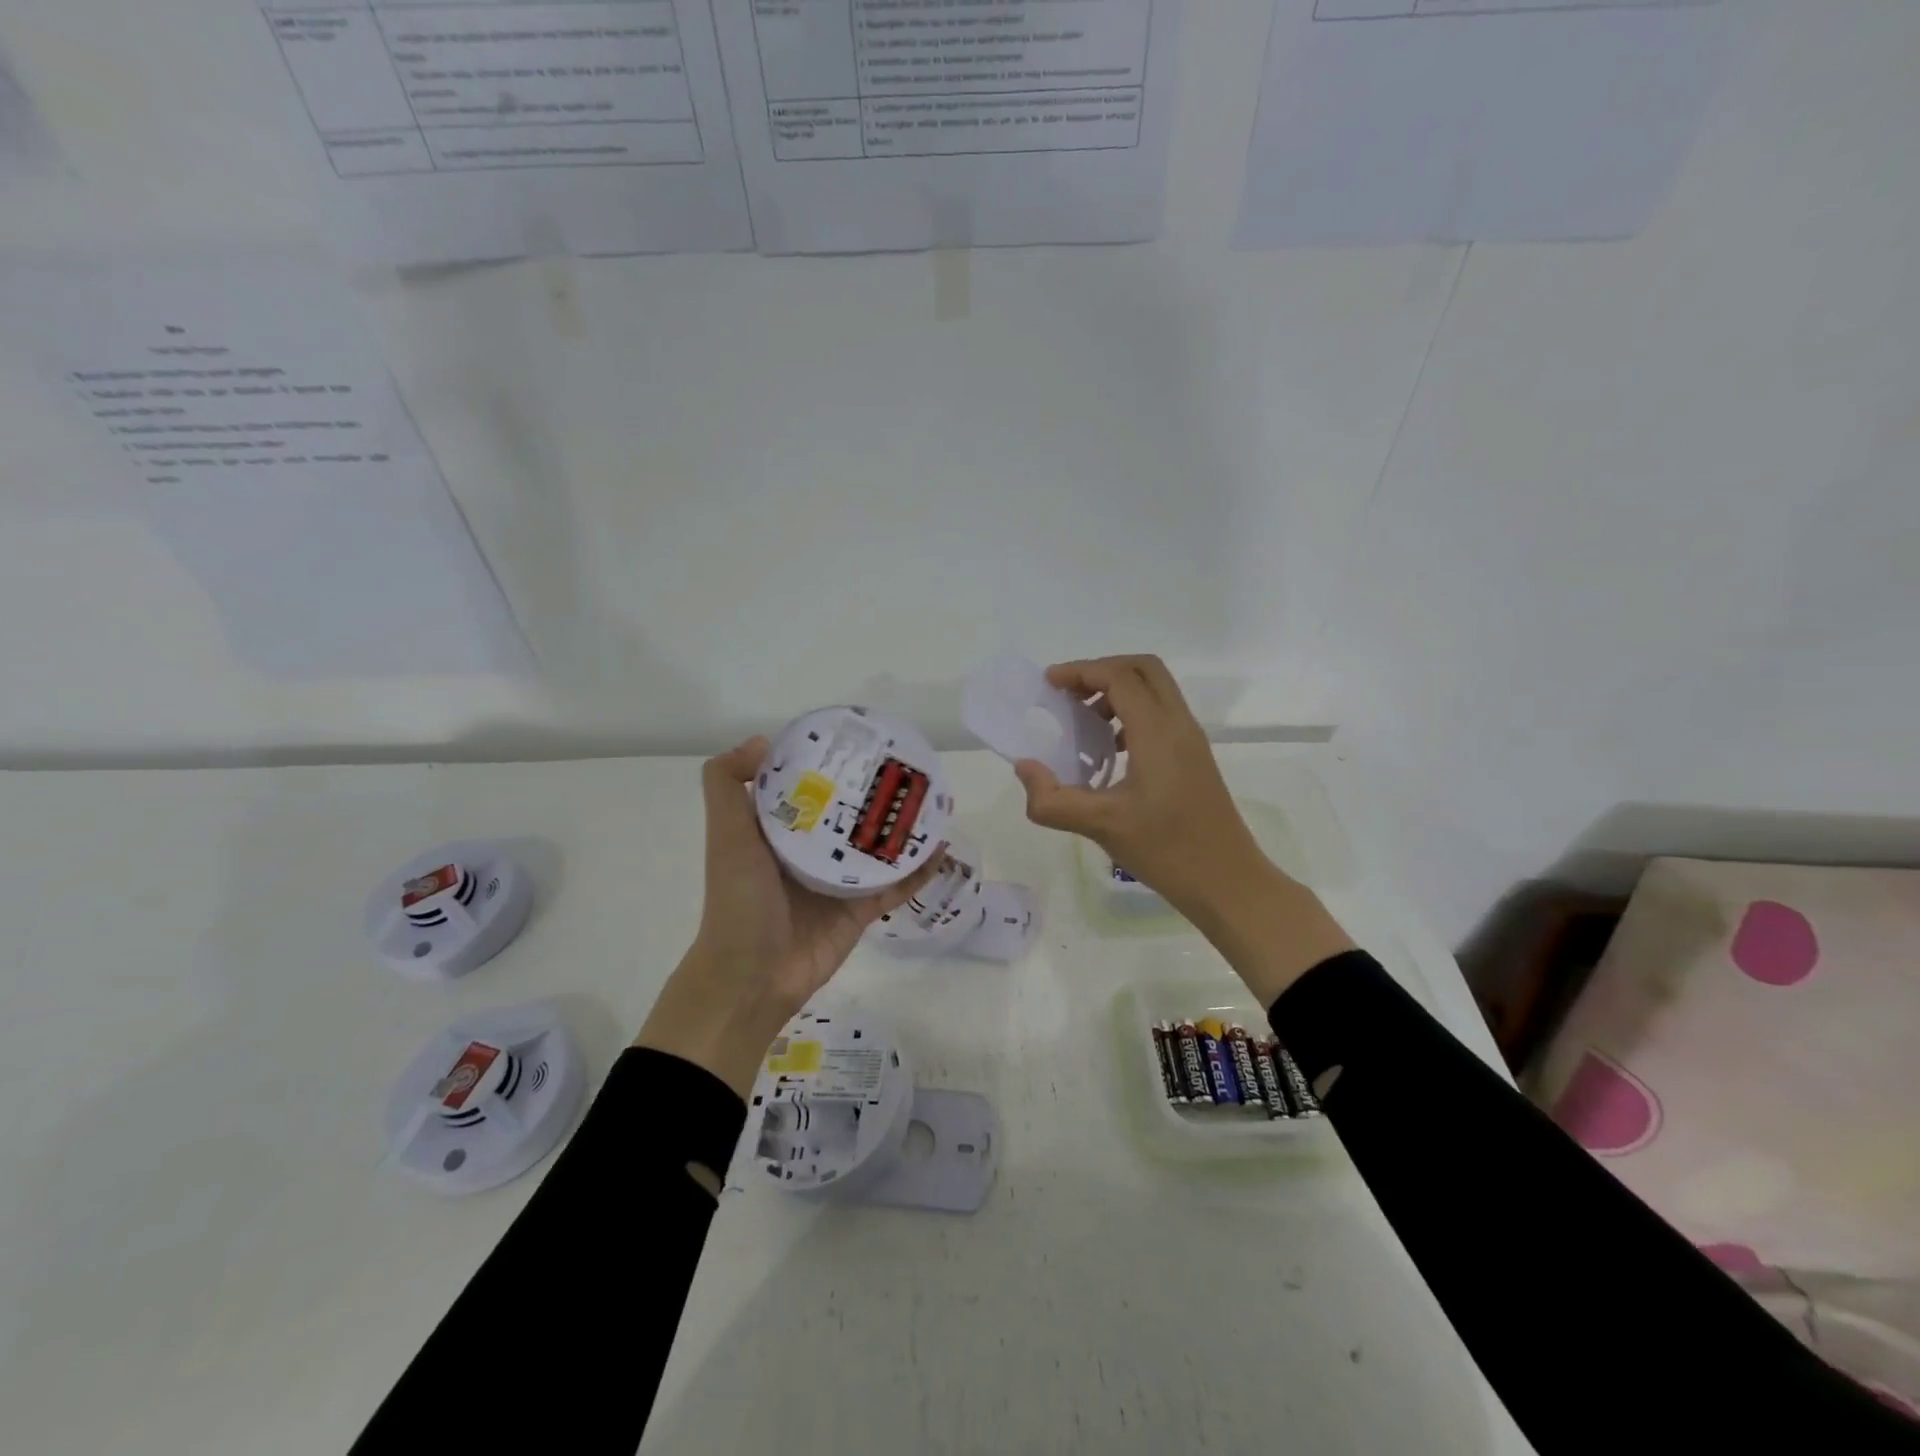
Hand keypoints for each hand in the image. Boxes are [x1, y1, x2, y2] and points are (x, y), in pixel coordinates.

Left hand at [635, 737, 945, 1097]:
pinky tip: (942, 847)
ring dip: (903, 827)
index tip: (855, 739)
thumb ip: (728, 784)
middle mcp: (810, 852)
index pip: (807, 788)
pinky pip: (896, 884)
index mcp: (779, 831)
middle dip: (874, 792)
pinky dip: (919, 869)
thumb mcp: (726, 834)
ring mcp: (838, 882)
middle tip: (906, 766)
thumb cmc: (739, 899)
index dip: (828, 764)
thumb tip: (763, 740)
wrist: (751, 976)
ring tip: (933, 799)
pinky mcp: (861, 910)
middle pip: (849, 815)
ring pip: (878, 847)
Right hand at [1013, 655, 1352, 1005]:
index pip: (1119, 677)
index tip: (1049, 684)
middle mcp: (1179, 724)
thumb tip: (1025, 768)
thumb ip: (1053, 799)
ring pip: (1156, 690)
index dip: (1081, 671)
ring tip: (1084, 721)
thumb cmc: (1166, 850)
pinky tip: (1110, 751)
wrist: (1228, 881)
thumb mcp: (1100, 826)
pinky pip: (1162, 714)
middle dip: (1101, 671)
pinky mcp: (1195, 757)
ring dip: (1118, 691)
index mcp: (1158, 732)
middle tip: (1069, 694)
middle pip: (1143, 668)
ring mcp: (1191, 740)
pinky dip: (1132, 713)